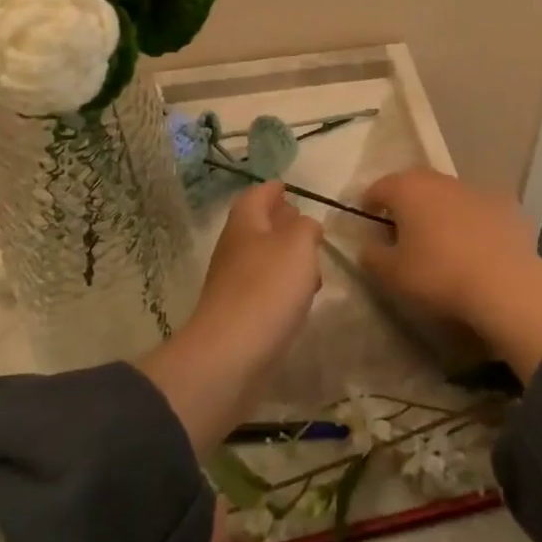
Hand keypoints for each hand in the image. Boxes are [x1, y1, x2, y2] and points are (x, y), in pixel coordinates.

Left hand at [137, 182, 322, 451]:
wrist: (229, 355)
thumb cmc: (267, 288)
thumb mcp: (299, 246)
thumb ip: (307, 228)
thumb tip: (305, 225)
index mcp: (245, 221)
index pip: (258, 194)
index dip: (274, 188)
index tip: (289, 186)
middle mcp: (234, 246)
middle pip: (258, 225)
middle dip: (281, 222)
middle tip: (306, 224)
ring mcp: (232, 281)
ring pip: (262, 257)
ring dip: (285, 256)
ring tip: (312, 263)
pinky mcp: (237, 313)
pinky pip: (262, 288)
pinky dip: (281, 285)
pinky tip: (299, 298)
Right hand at [359, 167, 541, 379]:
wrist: (506, 285)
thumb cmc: (439, 275)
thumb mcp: (392, 275)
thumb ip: (372, 256)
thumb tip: (367, 246)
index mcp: (407, 189)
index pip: (379, 187)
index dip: (370, 203)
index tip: (369, 220)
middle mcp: (440, 179)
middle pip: (415, 184)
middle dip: (407, 202)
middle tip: (404, 229)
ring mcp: (476, 189)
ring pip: (449, 194)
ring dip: (442, 210)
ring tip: (443, 240)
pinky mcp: (507, 204)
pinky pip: (481, 209)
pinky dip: (475, 221)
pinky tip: (479, 246)